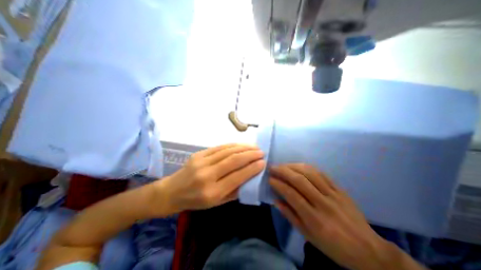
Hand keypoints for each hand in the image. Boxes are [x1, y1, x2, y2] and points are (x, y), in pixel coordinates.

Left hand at [152, 144, 264, 215]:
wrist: (172, 191)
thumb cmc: (196, 201)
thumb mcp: (217, 203)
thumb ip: (235, 191)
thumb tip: (251, 177)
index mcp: (212, 192)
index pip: (237, 176)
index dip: (252, 168)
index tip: (263, 162)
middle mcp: (207, 175)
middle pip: (233, 160)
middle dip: (250, 155)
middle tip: (261, 152)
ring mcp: (201, 162)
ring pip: (227, 151)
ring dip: (243, 147)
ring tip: (254, 147)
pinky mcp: (199, 154)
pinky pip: (219, 147)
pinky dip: (233, 145)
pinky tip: (241, 144)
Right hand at [270, 164, 389, 269]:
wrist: (367, 249)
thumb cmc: (333, 246)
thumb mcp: (308, 236)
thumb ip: (290, 216)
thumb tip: (275, 201)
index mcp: (314, 219)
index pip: (292, 195)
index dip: (279, 184)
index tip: (270, 179)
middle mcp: (323, 203)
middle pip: (300, 180)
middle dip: (283, 171)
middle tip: (273, 167)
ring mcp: (333, 194)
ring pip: (310, 173)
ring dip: (294, 166)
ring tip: (283, 165)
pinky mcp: (340, 189)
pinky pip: (322, 173)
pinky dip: (308, 167)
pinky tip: (299, 165)